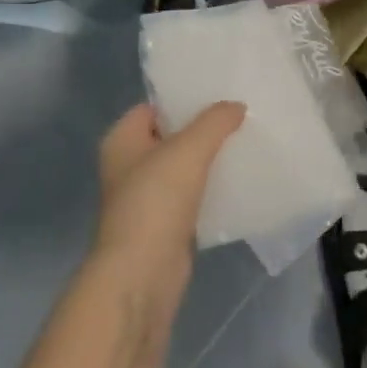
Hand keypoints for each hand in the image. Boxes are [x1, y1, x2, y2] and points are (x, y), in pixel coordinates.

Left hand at [94, 101, 244, 291]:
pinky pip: (191, 195)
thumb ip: (214, 122)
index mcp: (122, 140)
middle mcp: (129, 165)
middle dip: (202, 128)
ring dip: (208, 159)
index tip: (218, 92)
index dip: (183, 98)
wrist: (141, 275)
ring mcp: (145, 197)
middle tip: (239, 114)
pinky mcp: (164, 224)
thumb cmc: (155, 201)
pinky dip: (210, 188)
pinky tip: (237, 179)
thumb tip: (236, 106)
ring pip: (183, 167)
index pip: (153, 106)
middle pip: (170, 135)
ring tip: (244, 142)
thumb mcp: (188, 149)